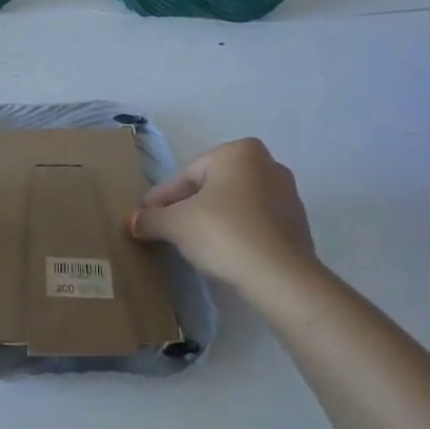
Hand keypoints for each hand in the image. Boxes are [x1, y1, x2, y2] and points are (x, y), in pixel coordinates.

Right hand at [128, 138, 316, 287]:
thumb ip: (150, 218)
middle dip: (187, 207)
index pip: (186, 175)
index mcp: (238, 152)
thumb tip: (133, 221)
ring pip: (233, 204)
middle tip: (165, 229)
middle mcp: (267, 164)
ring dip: (211, 219)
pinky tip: (219, 252)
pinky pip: (253, 222)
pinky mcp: (297, 224)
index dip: (161, 199)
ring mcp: (287, 194)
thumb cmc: (223, 233)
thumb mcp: (175, 224)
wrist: (279, 276)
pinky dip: (234, 232)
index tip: (144, 217)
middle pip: (211, 187)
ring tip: (190, 243)